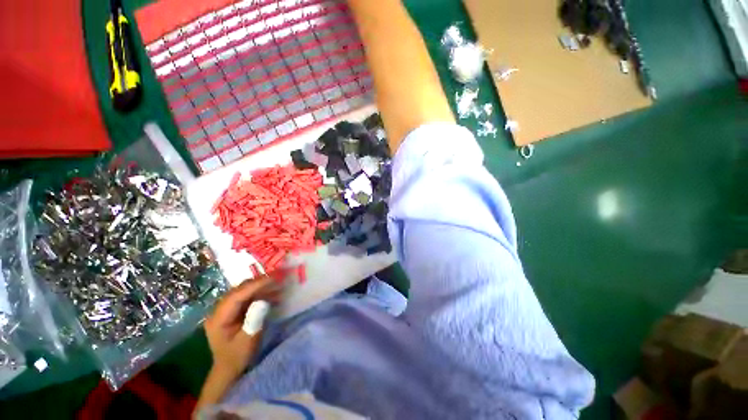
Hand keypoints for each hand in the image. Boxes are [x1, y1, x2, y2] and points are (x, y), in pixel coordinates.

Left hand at [204, 275, 281, 379]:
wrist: (230, 368)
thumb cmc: (238, 356)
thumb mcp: (248, 340)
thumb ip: (254, 320)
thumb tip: (263, 301)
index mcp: (218, 318)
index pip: (236, 296)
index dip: (254, 285)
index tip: (272, 278)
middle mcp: (218, 310)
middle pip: (239, 290)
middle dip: (258, 283)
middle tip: (278, 277)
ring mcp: (225, 309)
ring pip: (243, 291)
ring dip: (261, 287)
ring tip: (278, 284)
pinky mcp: (232, 310)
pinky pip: (246, 296)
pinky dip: (260, 293)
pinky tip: (273, 294)